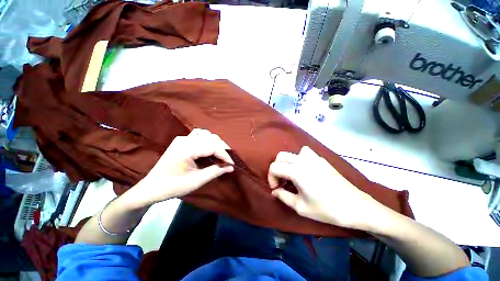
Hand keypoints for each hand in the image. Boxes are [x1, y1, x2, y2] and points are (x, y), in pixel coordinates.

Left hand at [132, 129, 233, 205]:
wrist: (152, 187)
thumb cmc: (173, 187)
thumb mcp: (196, 181)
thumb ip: (215, 172)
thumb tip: (231, 167)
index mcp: (186, 150)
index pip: (213, 147)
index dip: (225, 155)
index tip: (232, 164)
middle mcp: (185, 140)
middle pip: (211, 138)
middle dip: (223, 148)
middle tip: (227, 160)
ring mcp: (182, 138)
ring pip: (206, 134)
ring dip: (216, 143)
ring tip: (220, 154)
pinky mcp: (181, 140)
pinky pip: (199, 134)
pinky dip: (208, 140)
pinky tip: (209, 148)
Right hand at [268, 146, 378, 229]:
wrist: (355, 206)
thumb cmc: (327, 209)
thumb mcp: (300, 207)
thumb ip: (283, 196)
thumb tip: (274, 191)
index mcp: (296, 171)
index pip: (274, 167)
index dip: (271, 178)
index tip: (276, 188)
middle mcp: (302, 160)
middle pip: (280, 156)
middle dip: (276, 168)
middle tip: (281, 182)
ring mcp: (313, 157)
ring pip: (291, 153)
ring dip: (286, 162)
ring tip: (291, 174)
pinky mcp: (320, 158)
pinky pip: (303, 153)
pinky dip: (298, 159)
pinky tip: (304, 170)